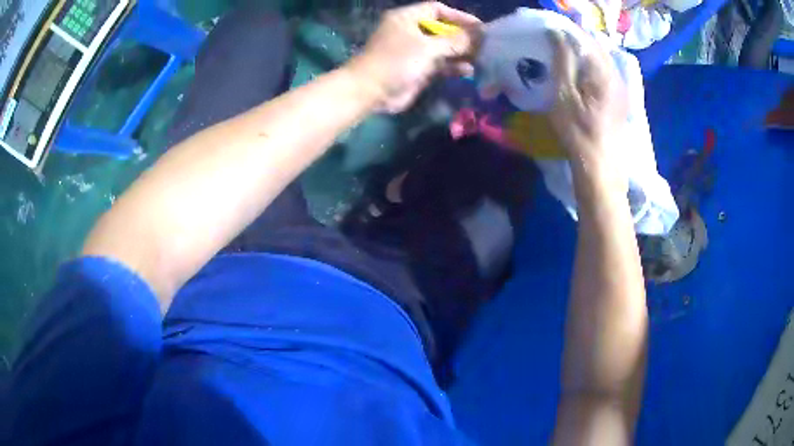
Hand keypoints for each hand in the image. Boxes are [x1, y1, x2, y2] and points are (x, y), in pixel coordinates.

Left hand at [346, 2, 480, 113]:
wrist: (371, 92)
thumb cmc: (396, 61)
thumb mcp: (428, 47)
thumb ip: (455, 40)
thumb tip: (479, 35)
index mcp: (408, 18)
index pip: (437, 9)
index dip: (459, 16)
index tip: (479, 27)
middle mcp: (411, 31)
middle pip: (442, 29)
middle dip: (463, 36)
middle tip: (484, 45)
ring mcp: (414, 51)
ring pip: (443, 48)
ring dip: (460, 53)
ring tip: (480, 58)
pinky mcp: (417, 69)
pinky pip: (439, 64)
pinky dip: (453, 66)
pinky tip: (468, 71)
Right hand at [548, 30, 627, 176]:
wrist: (600, 166)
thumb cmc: (578, 131)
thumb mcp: (564, 94)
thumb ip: (562, 60)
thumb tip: (557, 32)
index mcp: (605, 71)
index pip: (587, 38)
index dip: (569, 29)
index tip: (551, 28)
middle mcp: (617, 75)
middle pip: (597, 46)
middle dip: (578, 39)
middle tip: (556, 40)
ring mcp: (621, 88)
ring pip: (602, 59)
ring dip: (585, 52)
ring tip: (566, 54)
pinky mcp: (620, 99)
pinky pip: (606, 72)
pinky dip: (592, 66)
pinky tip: (581, 73)